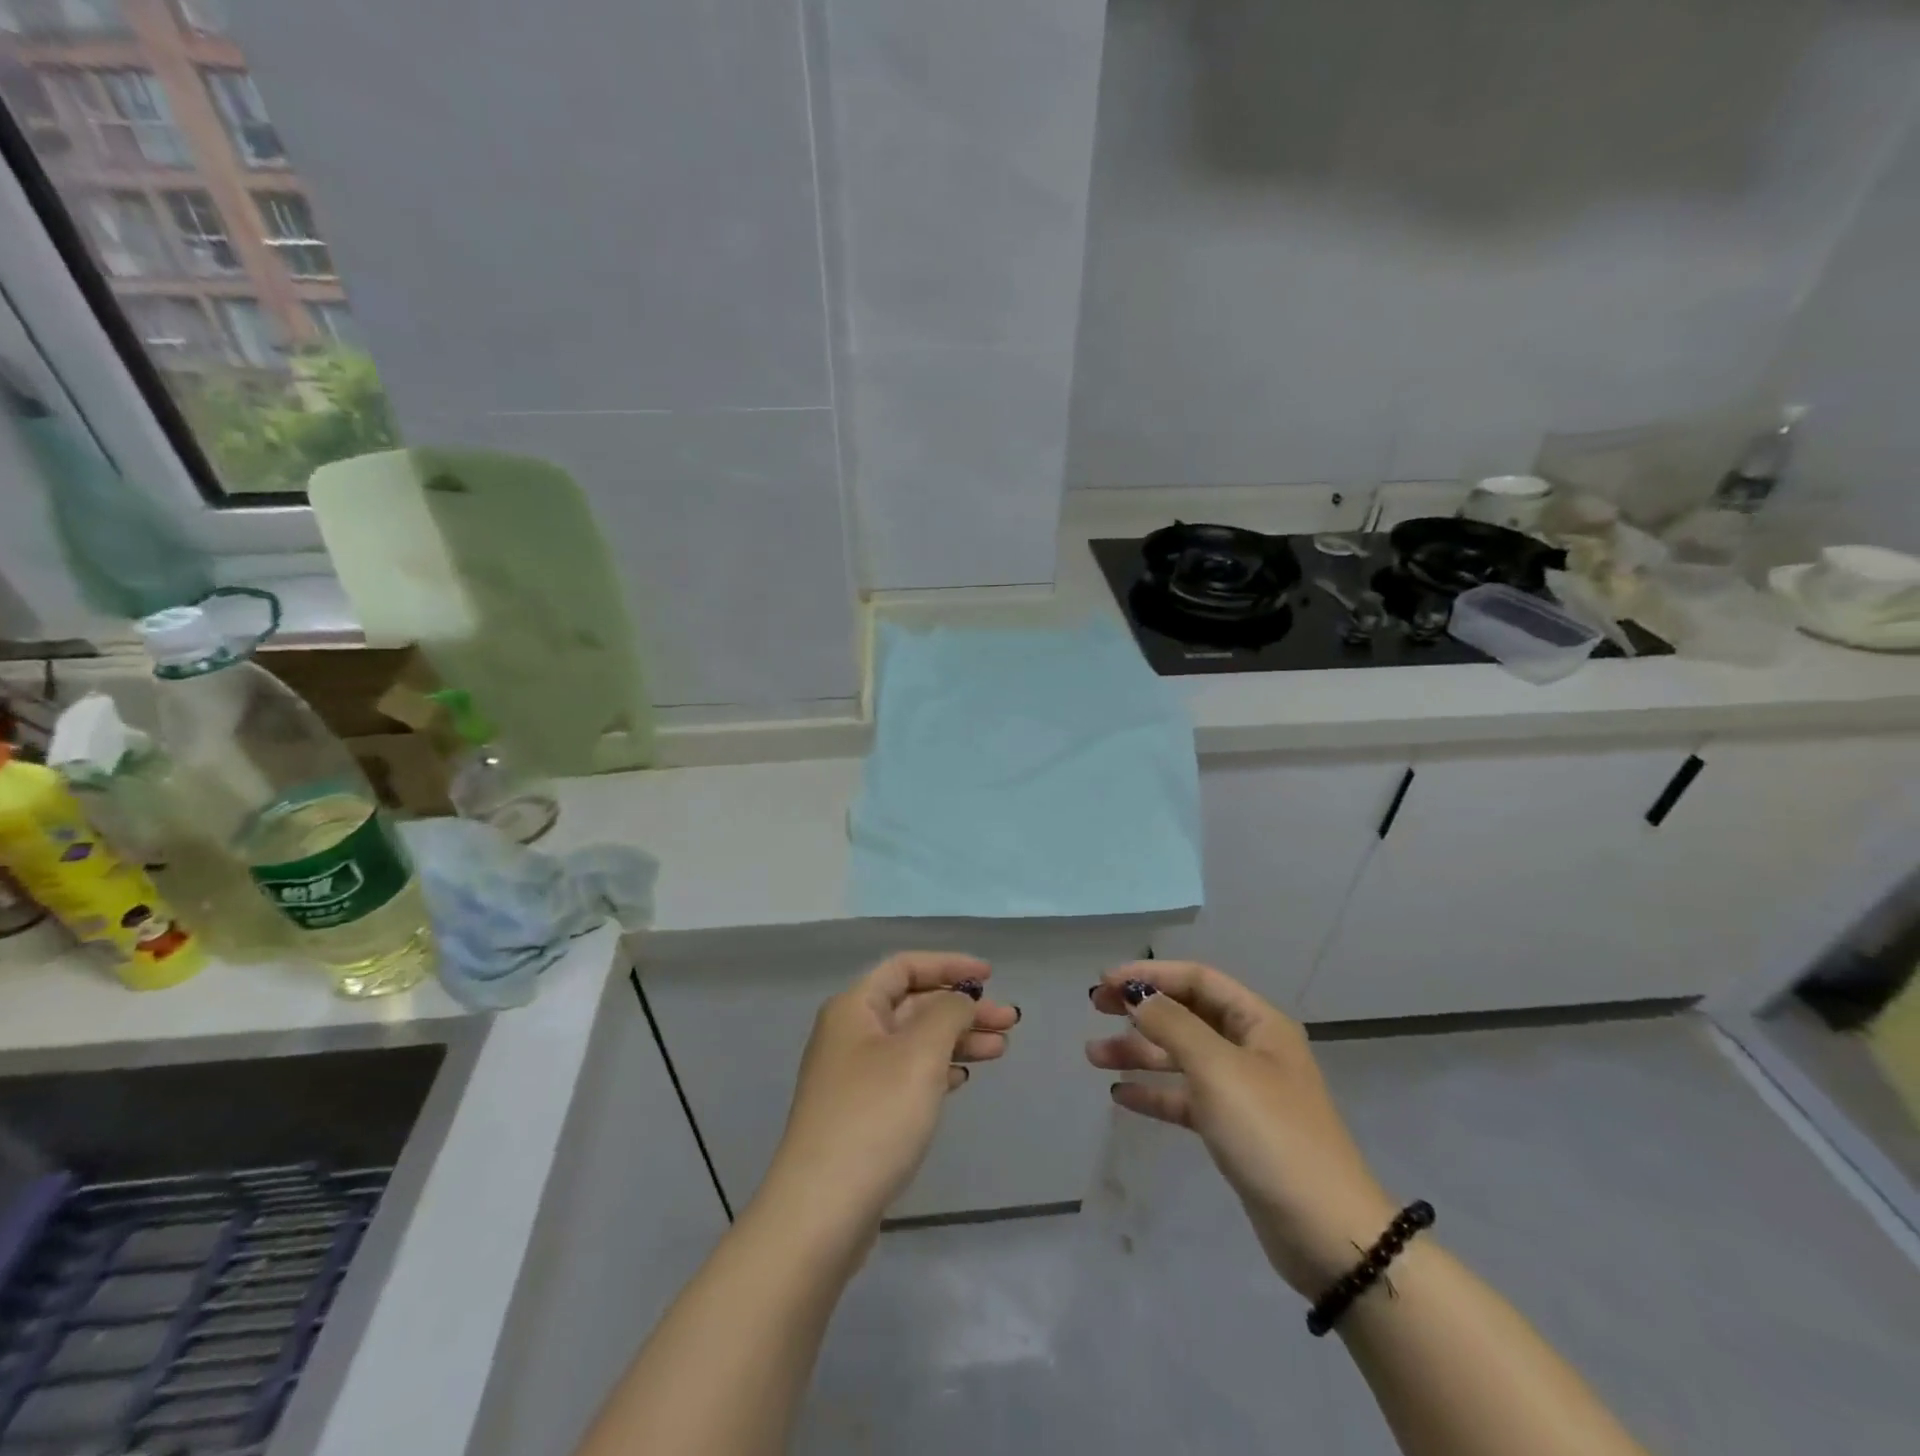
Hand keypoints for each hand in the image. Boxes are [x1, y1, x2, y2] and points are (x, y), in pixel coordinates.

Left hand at [762, 952, 1017, 1240]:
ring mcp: (853, 1076)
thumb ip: (948, 1014)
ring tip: (1001, 1049)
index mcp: (854, 1008)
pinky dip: (938, 1069)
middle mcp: (850, 1033)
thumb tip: (960, 1002)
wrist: (821, 1211)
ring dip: (957, 1040)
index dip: (949, 965)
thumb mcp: (920, 1054)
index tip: (990, 976)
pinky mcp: (862, 1113)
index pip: (905, 967)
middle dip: (962, 1008)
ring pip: (914, 1041)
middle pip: (913, 1004)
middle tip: (1009, 1021)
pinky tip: (963, 1078)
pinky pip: (907, 1074)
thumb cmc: (874, 1116)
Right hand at [1088, 960, 1395, 1296]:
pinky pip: (1186, 1098)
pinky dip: (1154, 1093)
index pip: (1197, 980)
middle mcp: (1251, 1048)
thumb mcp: (1218, 1069)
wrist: (1326, 1233)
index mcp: (1258, 1023)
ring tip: (1093, 1055)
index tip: (1105, 982)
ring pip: (1181, 1057)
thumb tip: (1137, 994)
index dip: (1150, 975)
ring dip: (1139, 1052)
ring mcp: (1243, 1091)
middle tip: (1094, 1008)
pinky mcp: (1234, 1130)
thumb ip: (1172, 1025)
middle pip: (1186, 1014)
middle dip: (1141, 1009)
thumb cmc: (1271, 1134)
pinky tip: (1120, 1095)